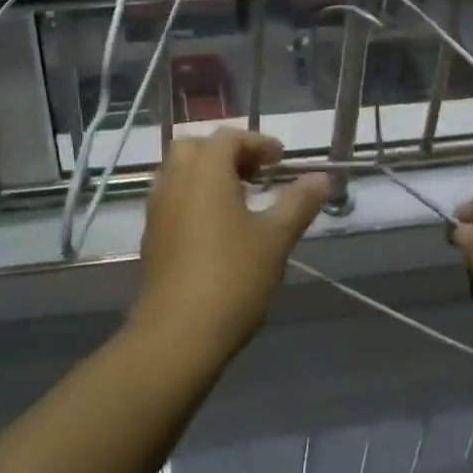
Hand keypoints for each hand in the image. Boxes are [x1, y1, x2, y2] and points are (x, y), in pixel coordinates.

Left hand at [130, 130, 330, 360]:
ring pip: (179, 173)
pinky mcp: (151, 236)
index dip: (257, 142)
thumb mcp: (275, 239)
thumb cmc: (232, 278)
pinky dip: (193, 197)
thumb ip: (297, 203)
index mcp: (205, 171)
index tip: (280, 160)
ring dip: (207, 175)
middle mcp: (176, 180)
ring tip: (238, 200)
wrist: (177, 335)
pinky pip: (172, 199)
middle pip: (196, 148)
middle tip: (255, 174)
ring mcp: (158, 208)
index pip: (228, 137)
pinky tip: (215, 229)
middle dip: (226, 153)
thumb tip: (321, 178)